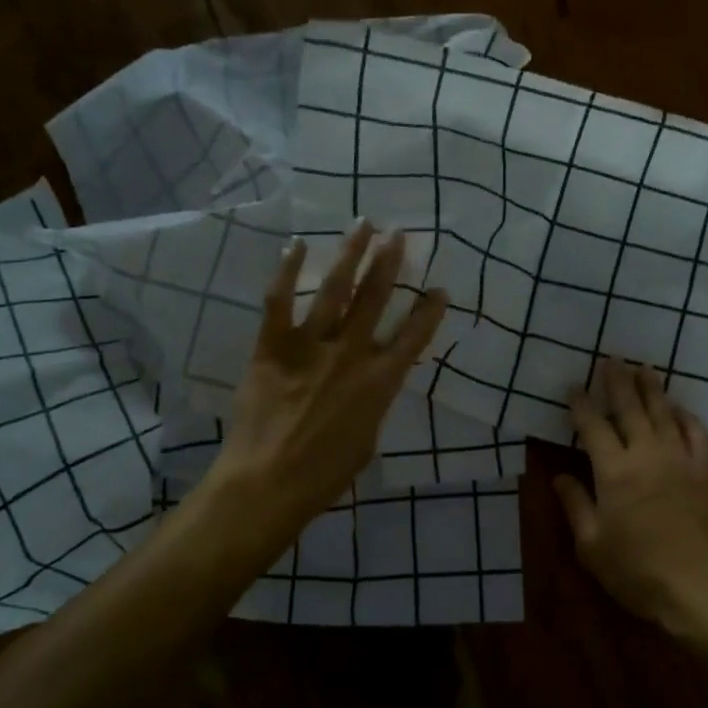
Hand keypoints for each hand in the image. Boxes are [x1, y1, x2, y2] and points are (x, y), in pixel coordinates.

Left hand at [208, 221, 446, 546]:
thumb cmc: (323, 476)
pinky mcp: (273, 346)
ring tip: (363, 225)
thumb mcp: (366, 443)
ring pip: (336, 289)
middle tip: (399, 234)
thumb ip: (372, 405)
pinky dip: (287, 271)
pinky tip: (297, 245)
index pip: (414, 338)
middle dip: (390, 263)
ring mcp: (311, 346)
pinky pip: (279, 300)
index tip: (440, 289)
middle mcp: (351, 354)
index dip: (429, 312)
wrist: (268, 482)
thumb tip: (368, 386)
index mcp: (380, 383)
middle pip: (376, 299)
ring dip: (351, 254)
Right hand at [556, 361, 707, 635]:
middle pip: (630, 408)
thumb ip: (576, 505)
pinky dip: (687, 416)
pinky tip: (681, 409)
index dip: (581, 405)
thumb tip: (559, 476)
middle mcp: (647, 454)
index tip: (573, 387)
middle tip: (610, 357)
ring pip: (665, 413)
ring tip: (643, 367)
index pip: (592, 427)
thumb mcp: (592, 545)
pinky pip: (698, 433)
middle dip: (617, 381)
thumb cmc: (638, 571)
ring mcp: (682, 460)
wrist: (703, 589)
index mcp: (614, 471)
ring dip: (652, 388)